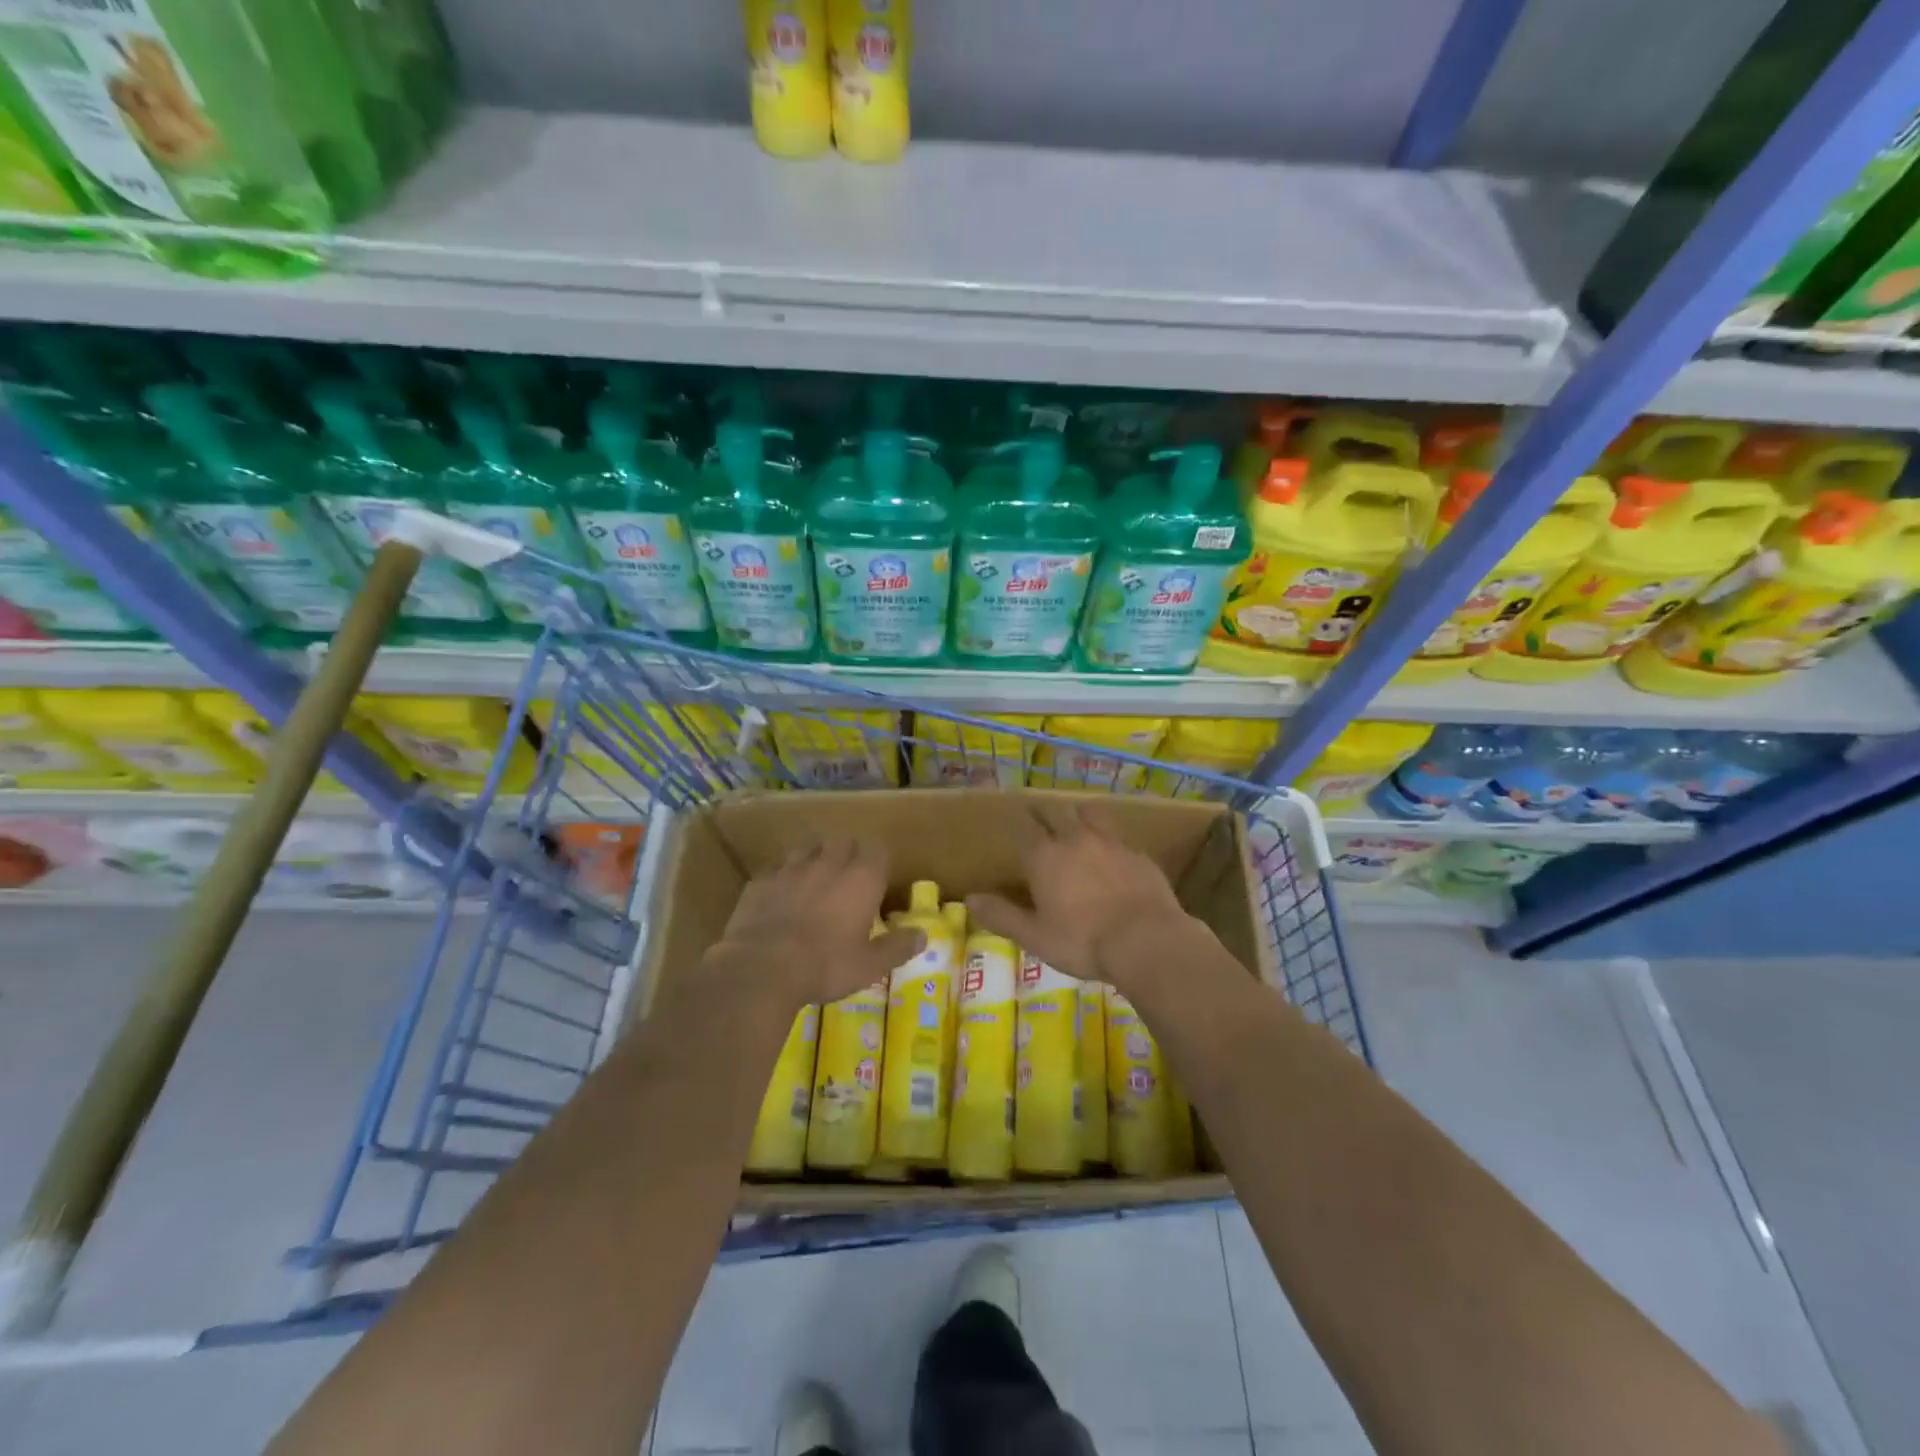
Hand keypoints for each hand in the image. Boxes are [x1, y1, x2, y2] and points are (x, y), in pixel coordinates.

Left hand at [710, 838, 921, 1008]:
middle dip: (848, 855)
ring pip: (808, 849)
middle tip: (848, 881)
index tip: (878, 879)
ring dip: (815, 859)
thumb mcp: (869, 965)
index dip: (878, 861)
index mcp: (861, 878)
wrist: (761, 969)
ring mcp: (791, 868)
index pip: (877, 849)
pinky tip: (781, 896)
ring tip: (814, 882)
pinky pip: (776, 868)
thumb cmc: (825, 966)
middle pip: (842, 842)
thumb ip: (897, 946)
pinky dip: (783, 877)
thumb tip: (923, 934)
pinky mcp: (761, 880)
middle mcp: (828, 863)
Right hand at [967, 802, 1196, 990]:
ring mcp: (1111, 843)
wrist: (1147, 940)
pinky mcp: (1138, 854)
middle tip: (1040, 816)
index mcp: (1045, 856)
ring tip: (1075, 822)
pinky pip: (1118, 837)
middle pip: (1058, 812)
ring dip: (1078, 815)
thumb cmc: (1082, 941)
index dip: (1019, 822)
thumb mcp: (1035, 936)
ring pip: (1091, 815)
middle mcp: (1076, 839)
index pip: (1027, 828)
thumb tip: (970, 898)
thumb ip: (1002, 915)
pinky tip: (1111, 853)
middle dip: (1046, 812)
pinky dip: (1108, 839)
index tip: (1015, 820)